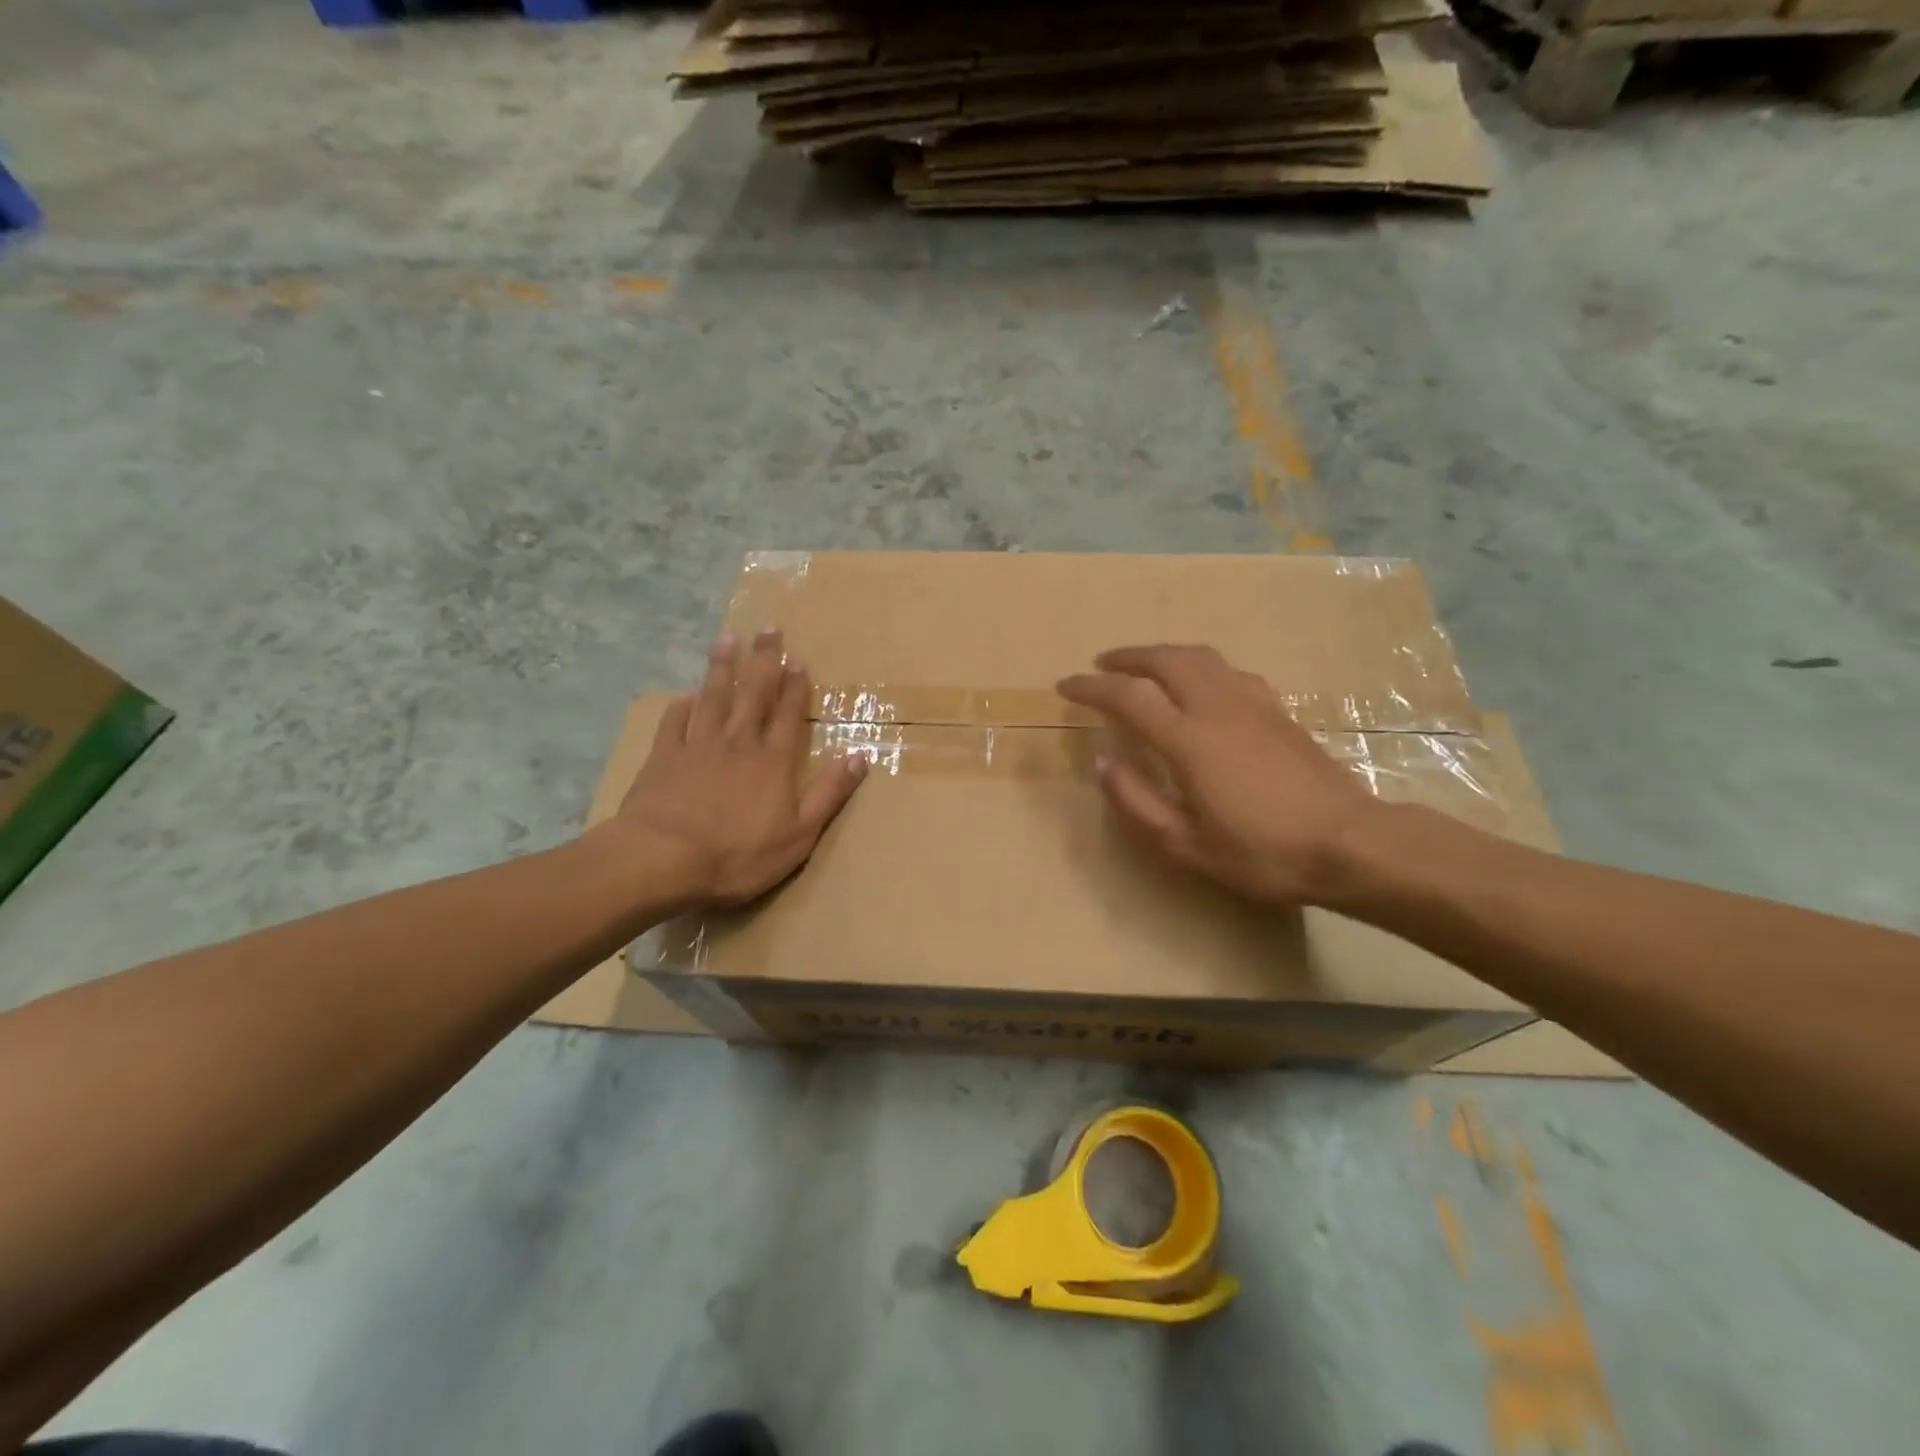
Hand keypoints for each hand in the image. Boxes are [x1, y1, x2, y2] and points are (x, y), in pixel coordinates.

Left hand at [614, 630, 867, 906]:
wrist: (663, 860)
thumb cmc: (738, 854)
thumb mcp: (800, 834)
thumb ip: (830, 792)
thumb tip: (861, 755)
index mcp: (773, 761)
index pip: (789, 714)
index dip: (795, 686)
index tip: (798, 659)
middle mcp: (738, 742)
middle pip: (753, 693)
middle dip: (763, 660)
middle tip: (768, 629)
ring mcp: (697, 746)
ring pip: (713, 697)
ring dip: (722, 667)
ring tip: (727, 639)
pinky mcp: (663, 757)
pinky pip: (674, 722)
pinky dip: (681, 706)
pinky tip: (684, 695)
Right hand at [1057, 645, 1378, 905]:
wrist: (1350, 844)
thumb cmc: (1263, 853)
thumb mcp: (1187, 845)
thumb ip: (1138, 803)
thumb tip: (1104, 764)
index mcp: (1189, 740)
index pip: (1128, 697)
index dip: (1092, 687)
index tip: (1066, 685)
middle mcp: (1218, 708)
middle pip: (1167, 660)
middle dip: (1129, 656)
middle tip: (1103, 664)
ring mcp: (1253, 704)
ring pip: (1202, 657)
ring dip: (1165, 654)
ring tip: (1146, 666)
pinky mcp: (1279, 711)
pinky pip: (1231, 671)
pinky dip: (1202, 667)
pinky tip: (1203, 685)